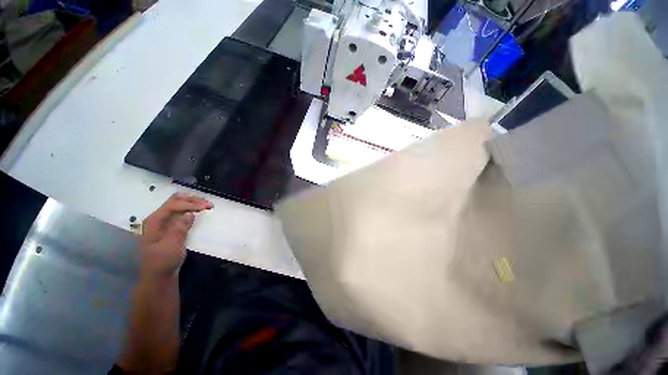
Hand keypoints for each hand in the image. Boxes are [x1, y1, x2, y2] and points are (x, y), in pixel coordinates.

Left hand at [140, 193, 211, 275]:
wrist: (159, 275)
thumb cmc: (163, 261)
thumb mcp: (172, 246)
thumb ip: (179, 228)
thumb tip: (189, 213)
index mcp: (154, 221)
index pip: (172, 205)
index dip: (190, 204)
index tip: (206, 207)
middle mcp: (158, 218)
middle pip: (174, 201)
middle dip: (192, 200)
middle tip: (208, 204)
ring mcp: (163, 222)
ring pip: (178, 204)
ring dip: (193, 203)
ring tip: (207, 205)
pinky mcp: (170, 226)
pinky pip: (181, 212)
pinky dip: (191, 209)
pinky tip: (199, 211)